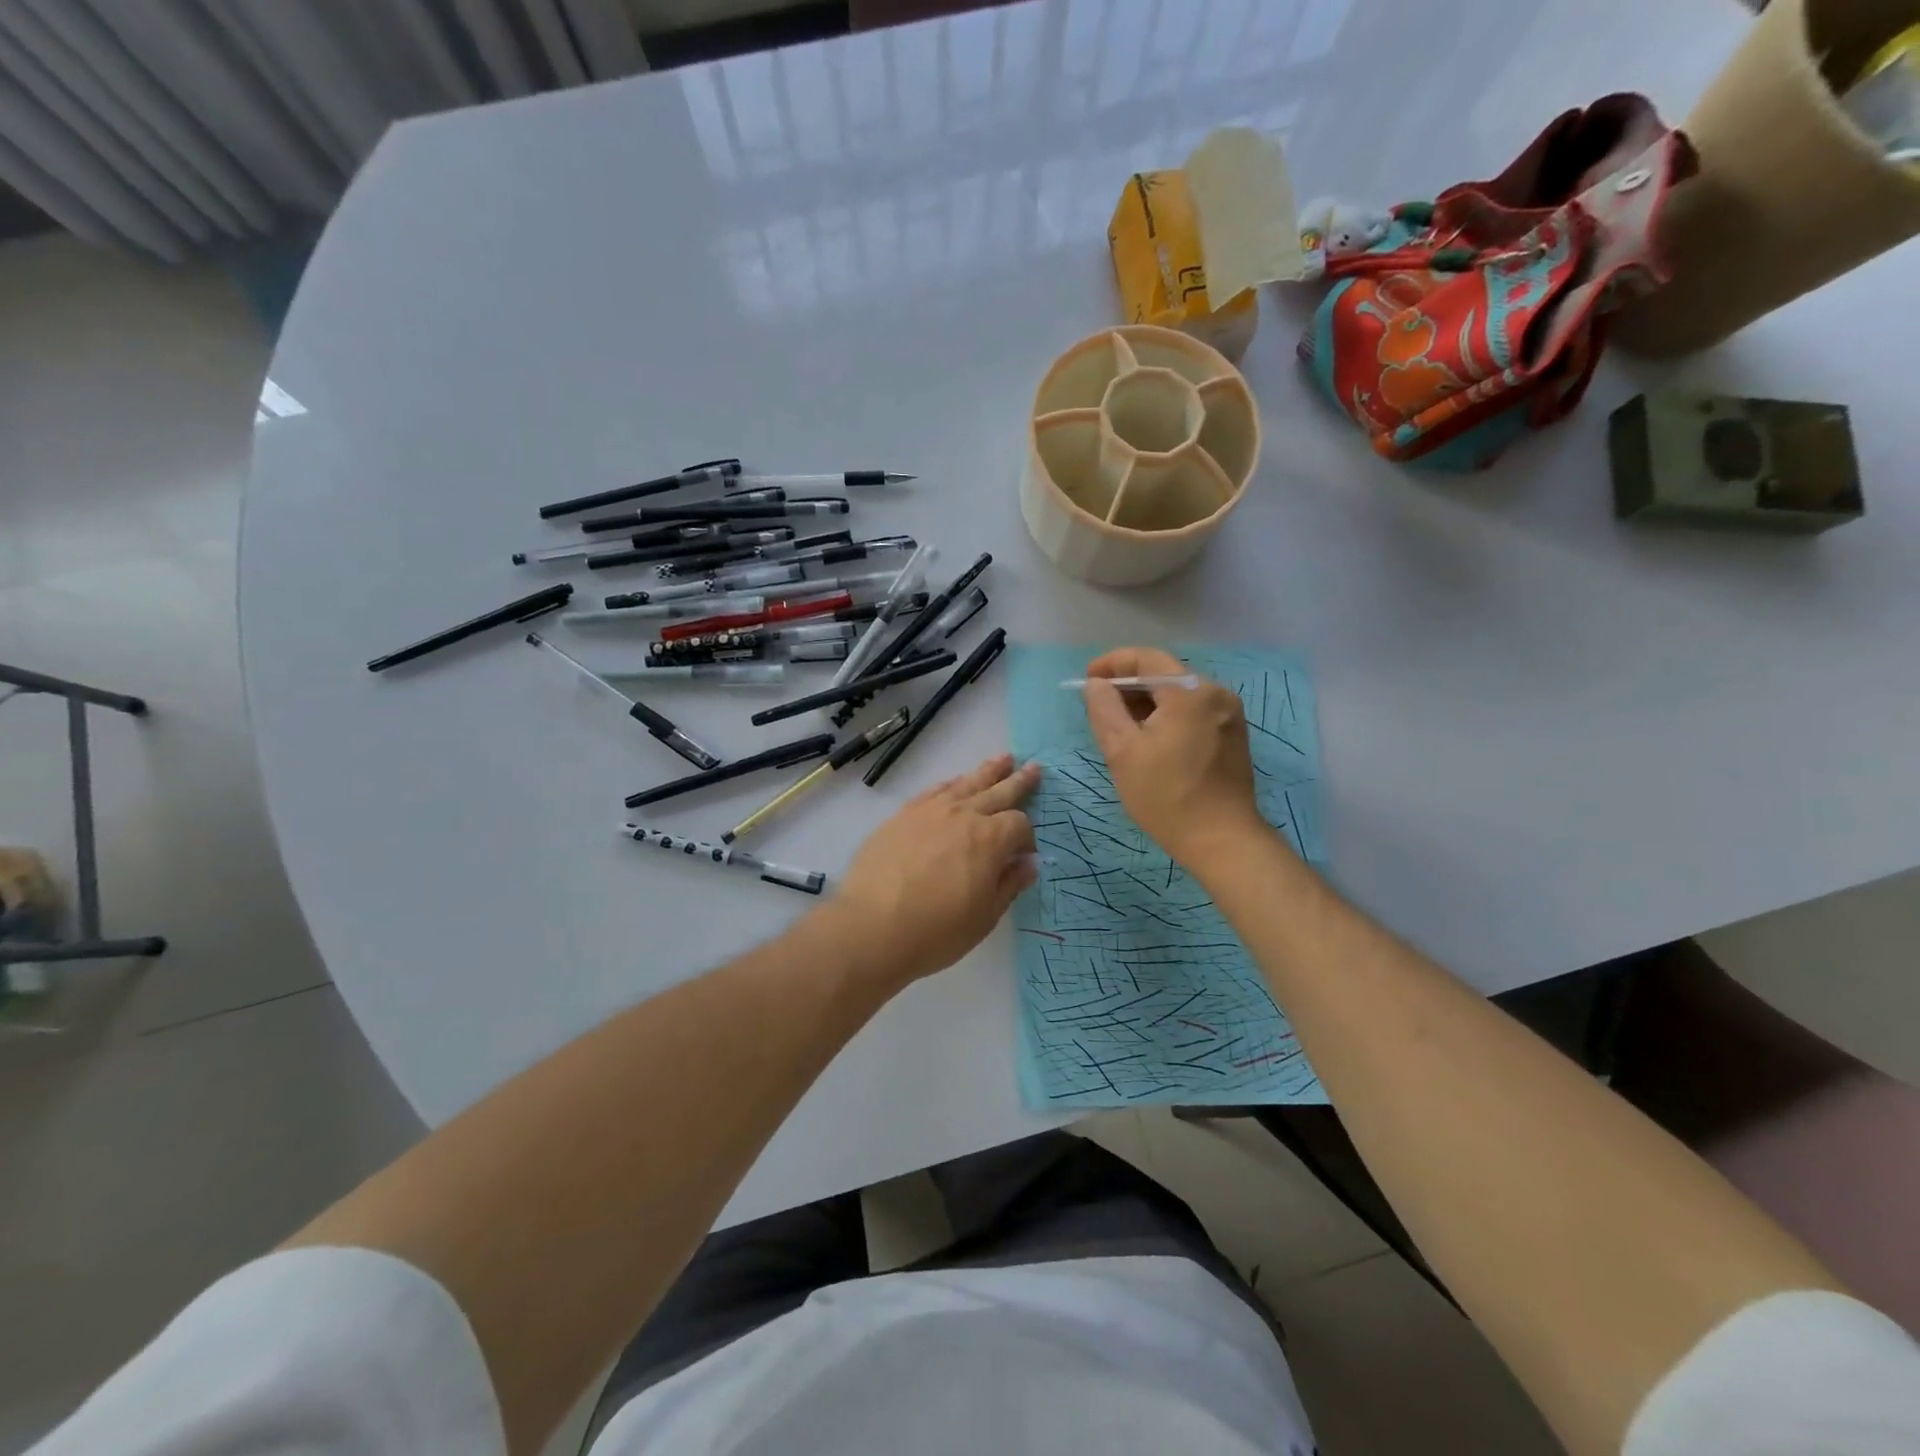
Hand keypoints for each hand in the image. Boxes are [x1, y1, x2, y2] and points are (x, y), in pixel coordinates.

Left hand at [824, 754, 1039, 989]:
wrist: (872, 927)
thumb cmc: (936, 931)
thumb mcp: (984, 917)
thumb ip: (1009, 885)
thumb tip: (1028, 864)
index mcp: (991, 839)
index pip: (1019, 824)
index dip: (1027, 838)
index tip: (1024, 855)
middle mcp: (964, 815)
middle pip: (999, 791)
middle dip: (1018, 781)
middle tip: (1034, 767)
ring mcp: (931, 811)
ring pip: (966, 783)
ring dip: (988, 771)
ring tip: (1002, 759)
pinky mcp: (903, 815)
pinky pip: (934, 790)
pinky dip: (951, 784)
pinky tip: (955, 783)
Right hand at [1082, 646, 1265, 871]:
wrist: (1222, 841)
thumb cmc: (1166, 796)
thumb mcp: (1122, 751)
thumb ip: (1104, 709)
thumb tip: (1096, 685)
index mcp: (1190, 691)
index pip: (1146, 658)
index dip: (1112, 663)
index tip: (1087, 679)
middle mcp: (1216, 692)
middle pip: (1164, 673)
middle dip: (1128, 685)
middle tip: (1099, 707)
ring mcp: (1229, 714)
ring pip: (1179, 693)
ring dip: (1147, 702)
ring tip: (1120, 725)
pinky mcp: (1232, 734)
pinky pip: (1193, 710)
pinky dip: (1167, 715)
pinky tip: (1150, 738)